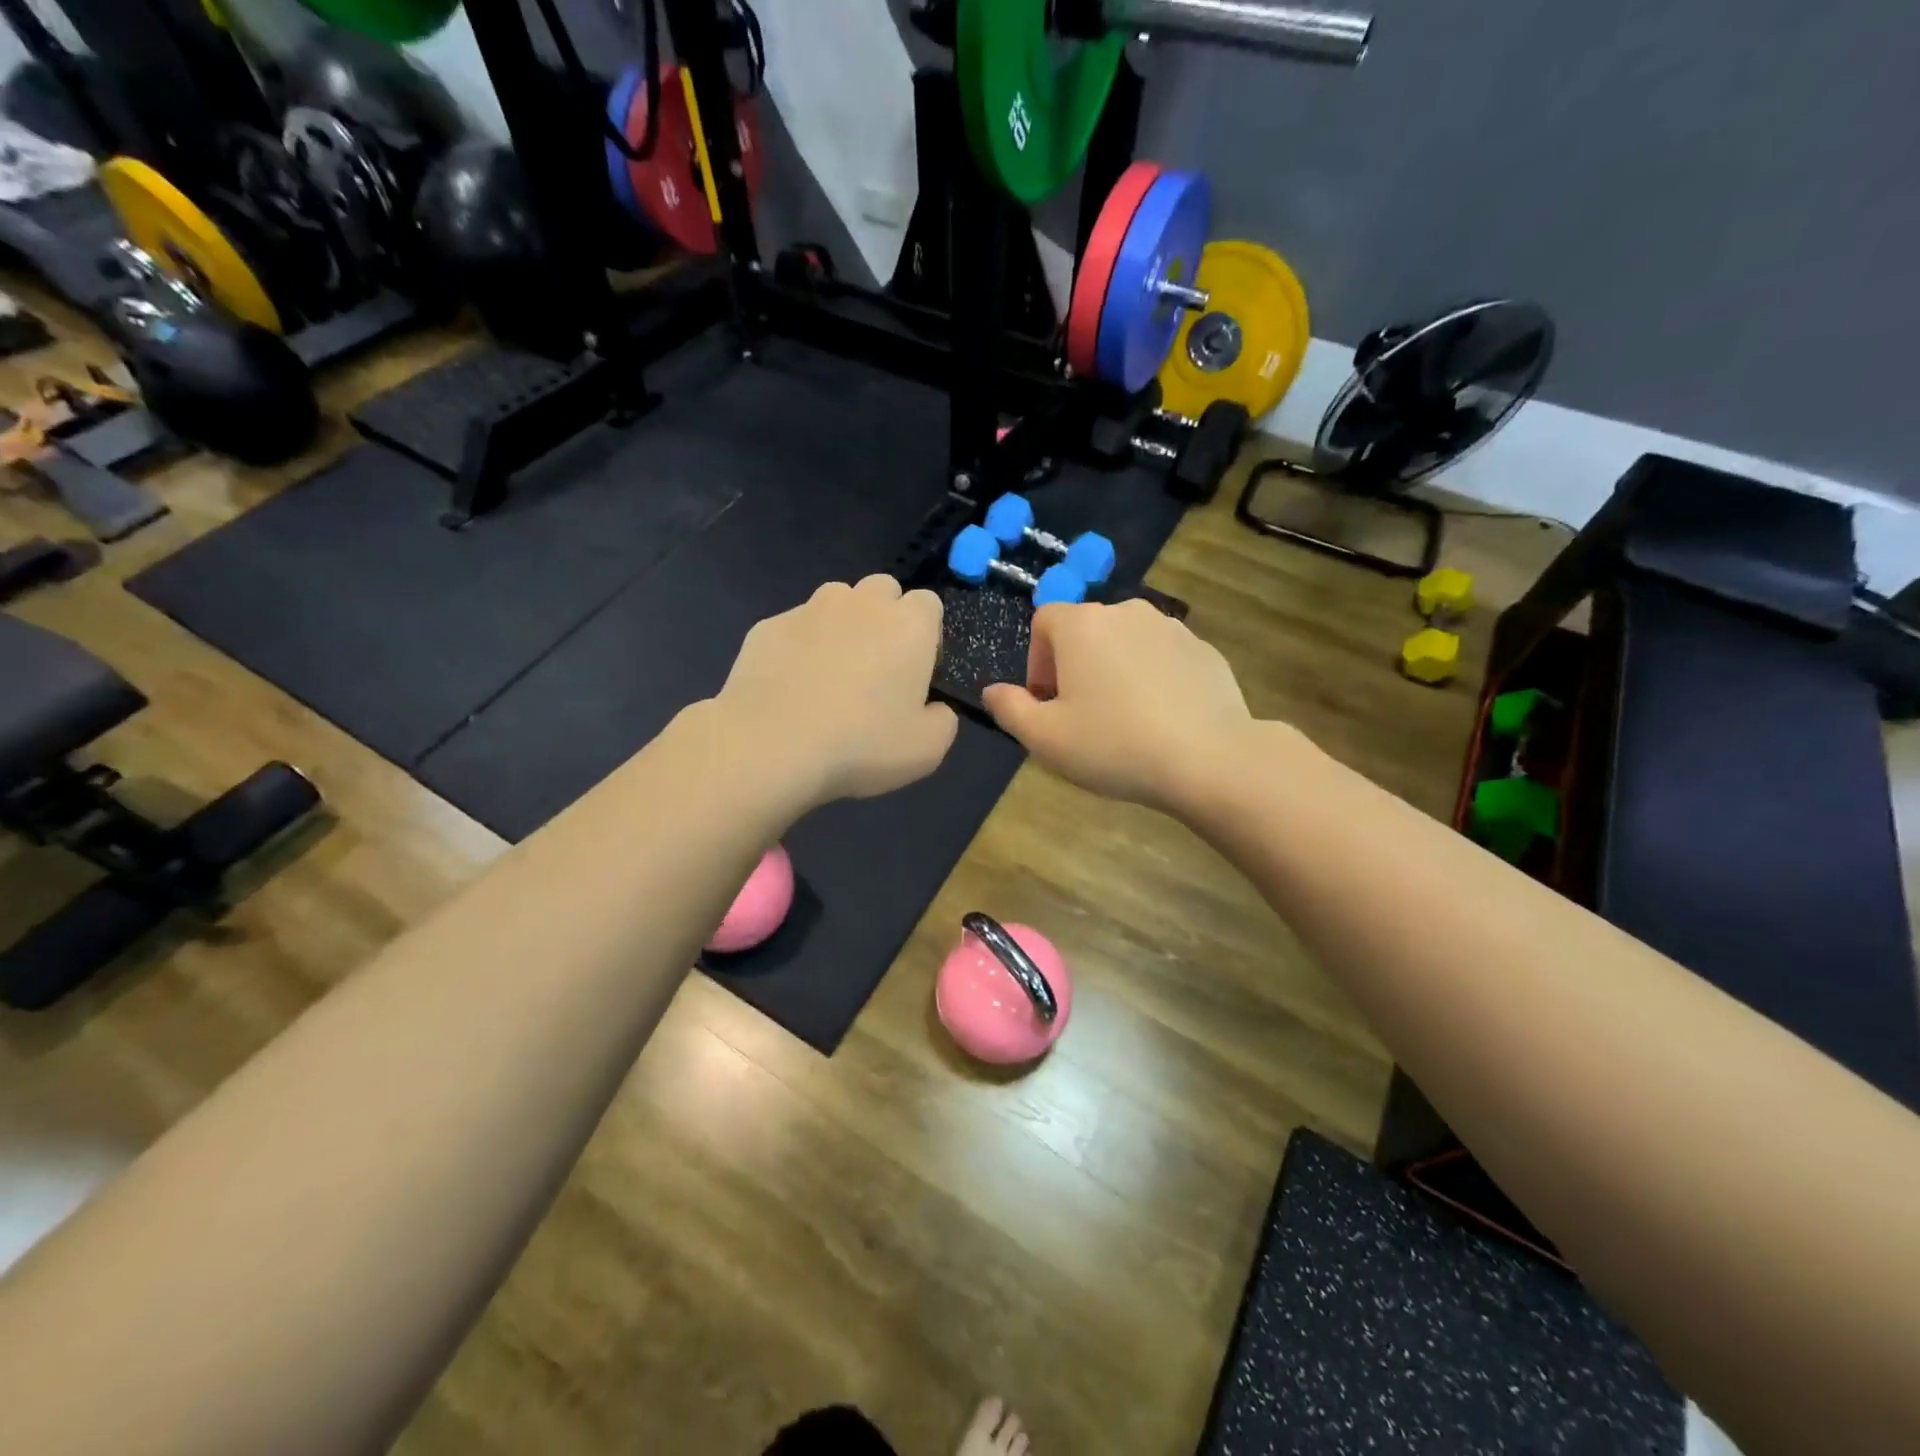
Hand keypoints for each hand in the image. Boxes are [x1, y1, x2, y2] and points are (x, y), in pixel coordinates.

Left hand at [715, 575, 957, 805]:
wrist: (770, 746)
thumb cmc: (861, 745)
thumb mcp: (927, 750)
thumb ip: (942, 720)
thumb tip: (934, 708)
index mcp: (908, 625)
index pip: (929, 604)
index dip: (926, 634)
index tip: (916, 670)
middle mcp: (861, 603)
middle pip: (883, 590)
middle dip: (884, 617)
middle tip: (875, 668)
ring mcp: (810, 609)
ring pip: (836, 602)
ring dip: (841, 626)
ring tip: (829, 675)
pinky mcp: (768, 626)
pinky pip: (795, 628)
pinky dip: (799, 648)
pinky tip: (790, 688)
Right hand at [983, 600, 1253, 812]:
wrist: (1209, 759)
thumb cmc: (1114, 745)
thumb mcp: (1045, 738)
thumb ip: (1009, 709)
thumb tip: (992, 692)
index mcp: (1082, 625)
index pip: (1043, 622)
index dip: (1037, 662)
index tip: (1048, 704)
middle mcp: (1126, 612)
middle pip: (1085, 631)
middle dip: (1075, 667)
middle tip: (1082, 717)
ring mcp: (1171, 627)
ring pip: (1126, 643)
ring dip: (1115, 671)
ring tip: (1124, 720)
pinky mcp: (1205, 650)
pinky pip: (1163, 658)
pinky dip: (1153, 679)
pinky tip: (1161, 721)